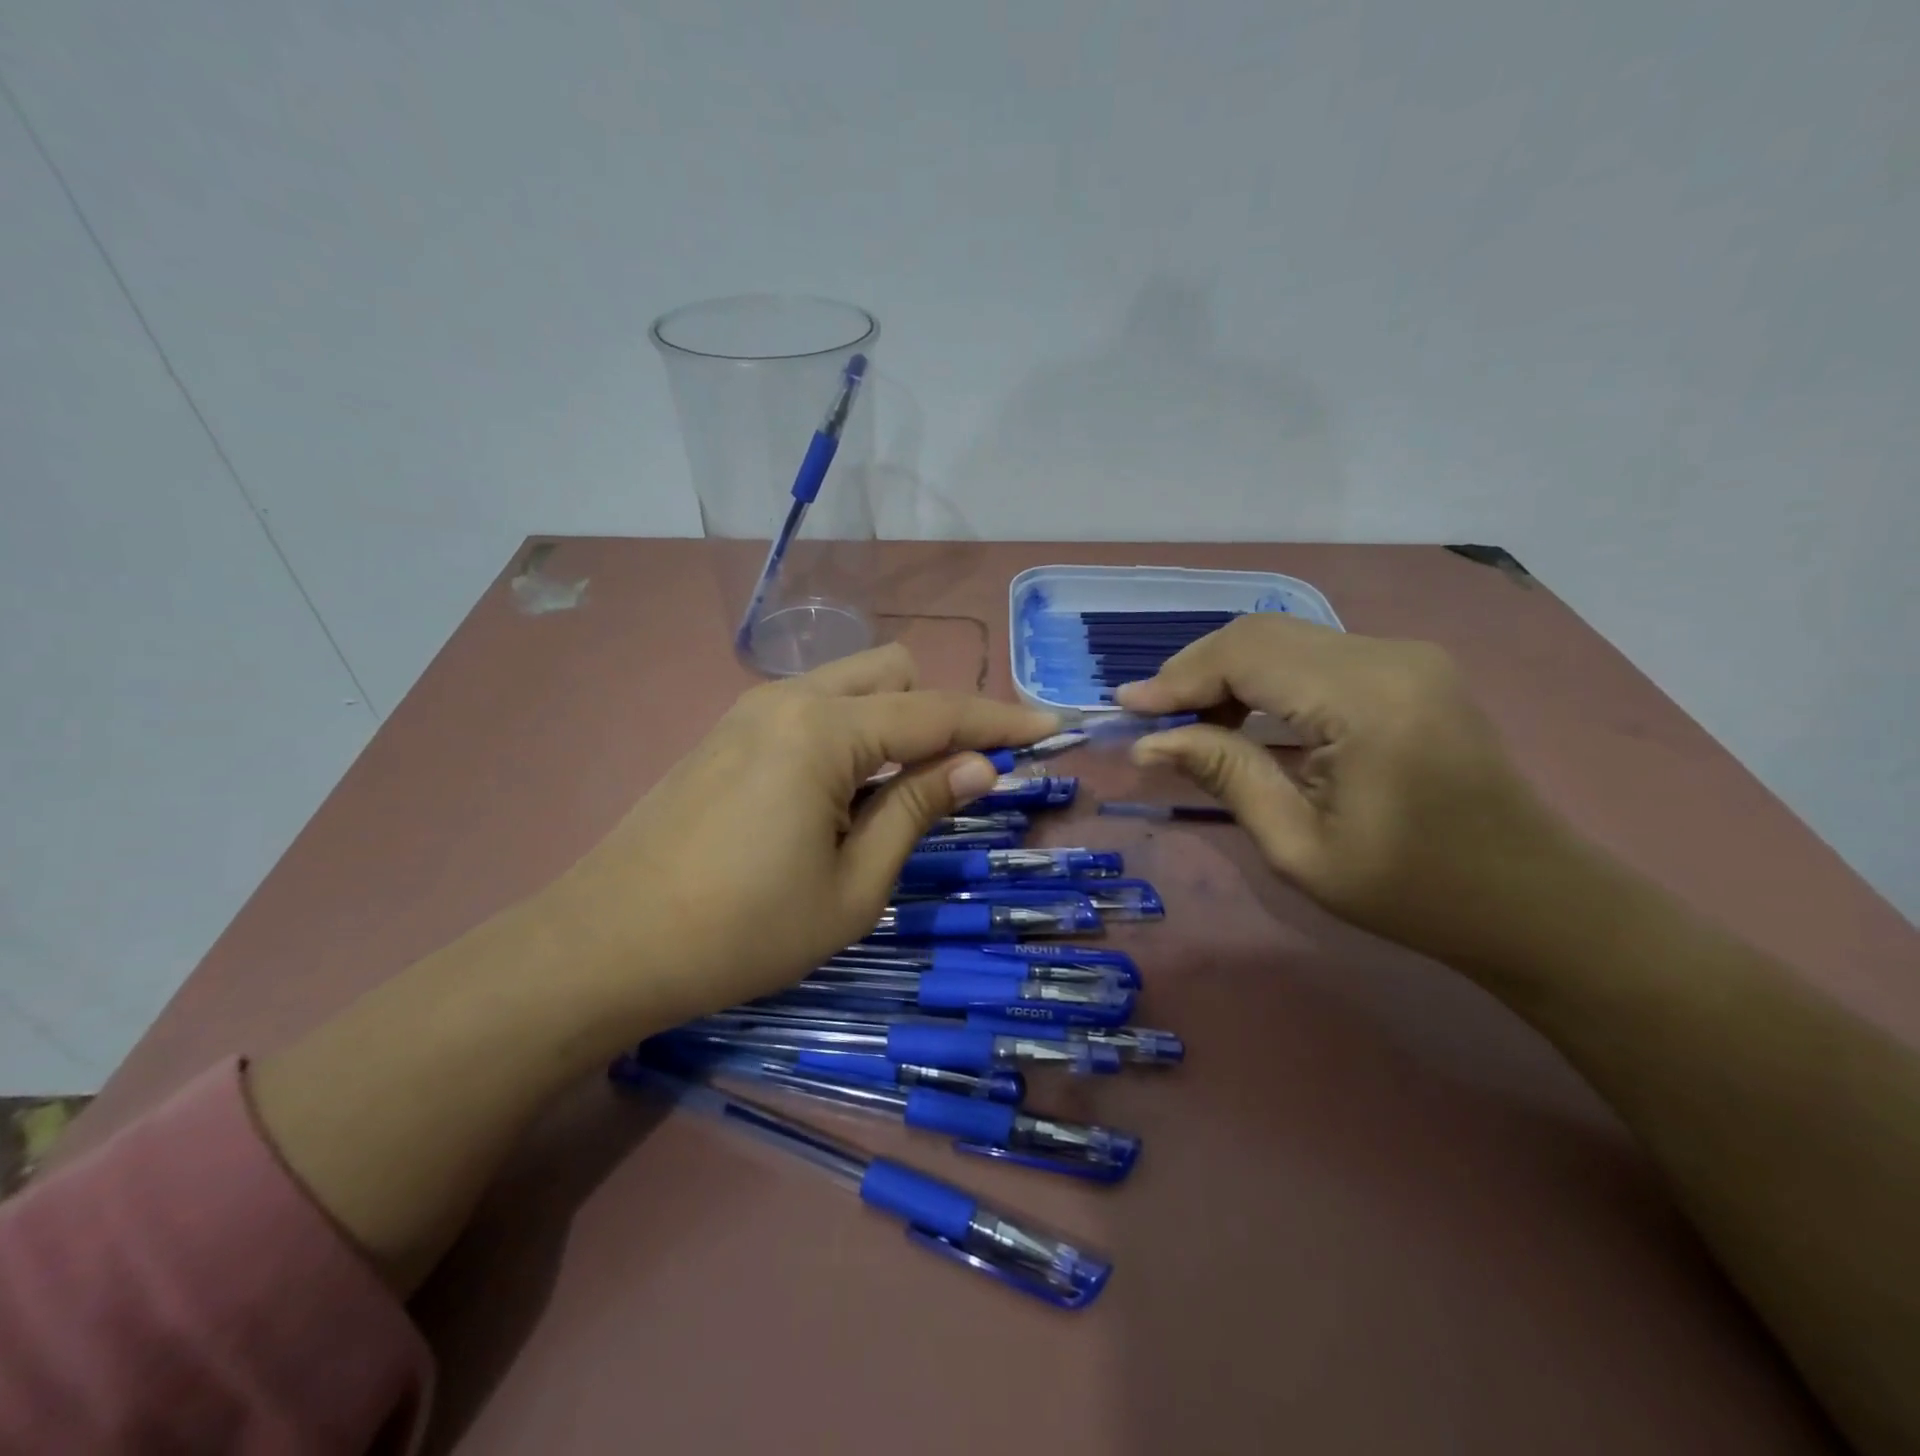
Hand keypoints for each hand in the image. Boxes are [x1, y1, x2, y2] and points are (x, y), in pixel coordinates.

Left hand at [550, 644, 1055, 1029]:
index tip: (1052, 724)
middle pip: (894, 672)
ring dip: (892, 723)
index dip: (1000, 720)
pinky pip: (812, 709)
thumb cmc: (741, 931)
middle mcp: (790, 698)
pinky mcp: (727, 733)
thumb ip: (918, 810)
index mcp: (825, 731)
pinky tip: (838, 796)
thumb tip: (980, 766)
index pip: (937, 712)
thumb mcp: (853, 886)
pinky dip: (850, 734)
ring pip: (850, 685)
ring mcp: (750, 710)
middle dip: (938, 713)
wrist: (604, 946)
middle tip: (954, 779)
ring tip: (894, 796)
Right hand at [1116, 616, 1572, 968]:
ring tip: (1189, 724)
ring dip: (1225, 672)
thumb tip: (1150, 743)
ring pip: (1283, 638)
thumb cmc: (1415, 892)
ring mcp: (1405, 656)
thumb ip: (1226, 776)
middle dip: (1195, 671)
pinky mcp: (1408, 669)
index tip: (1126, 710)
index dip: (1178, 678)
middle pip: (1261, 633)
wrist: (1533, 902)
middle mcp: (1389, 657)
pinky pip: (1312, 655)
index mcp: (1367, 701)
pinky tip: (1240, 715)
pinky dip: (1262, 677)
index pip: (1246, 655)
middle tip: (1153, 719)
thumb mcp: (1300, 849)